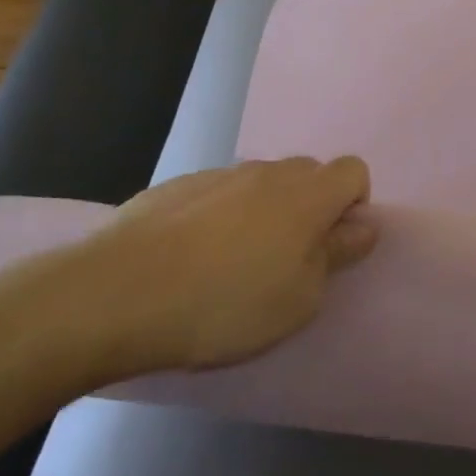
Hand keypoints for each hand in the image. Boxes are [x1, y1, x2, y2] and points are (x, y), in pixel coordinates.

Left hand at [55, 156, 376, 377]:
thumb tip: (362, 226)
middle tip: (288, 258)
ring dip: (265, 212)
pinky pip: (218, 194)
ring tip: (234, 263)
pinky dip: (220, 217)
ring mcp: (218, 175)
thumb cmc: (225, 304)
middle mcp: (268, 172)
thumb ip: (338, 255)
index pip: (354, 171)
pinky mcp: (174, 187)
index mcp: (308, 195)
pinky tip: (191, 258)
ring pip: (262, 184)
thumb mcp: (300, 299)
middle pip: (309, 174)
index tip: (332, 245)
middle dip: (310, 207)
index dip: (353, 204)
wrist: (114, 296)